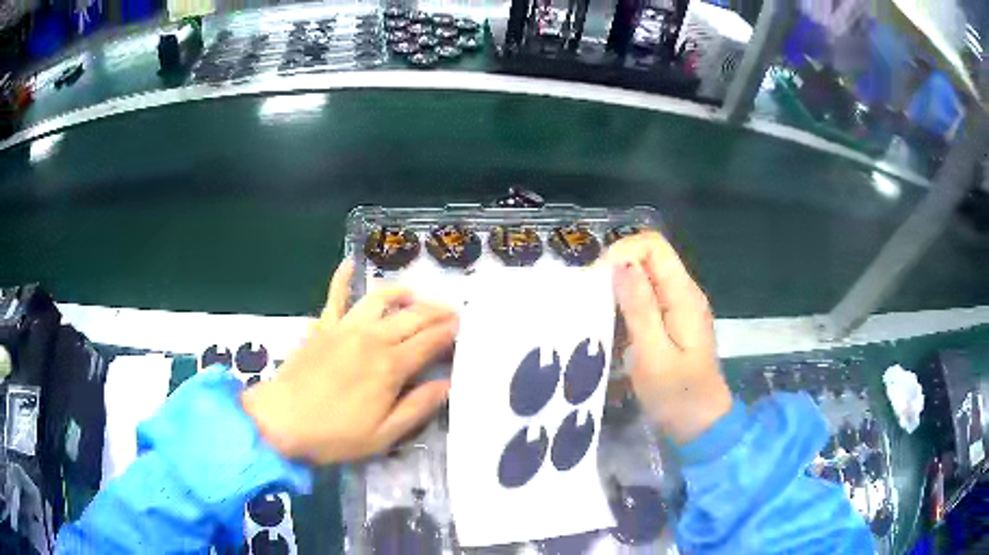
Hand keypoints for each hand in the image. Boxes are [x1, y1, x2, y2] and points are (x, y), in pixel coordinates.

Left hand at [242, 261, 456, 463]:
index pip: (430, 341)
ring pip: (381, 299)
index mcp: (391, 366)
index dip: (450, 333)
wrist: (282, 421)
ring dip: (403, 293)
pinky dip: (342, 278)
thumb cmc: (335, 435)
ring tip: (416, 295)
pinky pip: (335, 296)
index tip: (463, 329)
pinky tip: (349, 263)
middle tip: (452, 312)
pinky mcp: (323, 327)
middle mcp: (372, 338)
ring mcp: (345, 328)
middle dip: (437, 311)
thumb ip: (418, 407)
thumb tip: (447, 384)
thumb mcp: (384, 434)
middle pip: (412, 316)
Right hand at [607, 232, 731, 443]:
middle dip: (615, 274)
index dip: (622, 253)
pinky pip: (644, 302)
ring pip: (642, 280)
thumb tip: (620, 263)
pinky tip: (611, 334)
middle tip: (591, 305)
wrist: (701, 426)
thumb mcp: (654, 355)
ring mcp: (678, 308)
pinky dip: (624, 311)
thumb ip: (639, 308)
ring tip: (597, 320)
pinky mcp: (670, 323)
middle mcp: (683, 293)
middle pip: (646, 259)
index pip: (653, 245)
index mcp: (683, 295)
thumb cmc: (678, 395)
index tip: (598, 282)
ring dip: (617, 294)